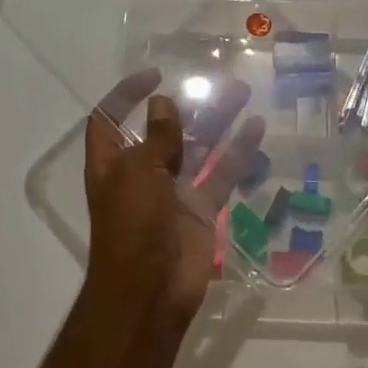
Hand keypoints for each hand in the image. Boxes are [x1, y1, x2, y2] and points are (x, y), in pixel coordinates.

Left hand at [83, 69, 261, 321]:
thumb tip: (162, 103)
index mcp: (112, 162)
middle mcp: (141, 172)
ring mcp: (173, 191)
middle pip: (162, 129)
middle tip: (214, 80)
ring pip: (197, 146)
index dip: (126, 94)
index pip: (111, 118)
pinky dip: (238, 152)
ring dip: (216, 120)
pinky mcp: (200, 209)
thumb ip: (156, 138)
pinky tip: (256, 127)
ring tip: (241, 92)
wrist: (149, 292)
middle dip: (186, 104)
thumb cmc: (132, 226)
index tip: (155, 75)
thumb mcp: (138, 173)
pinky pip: (221, 173)